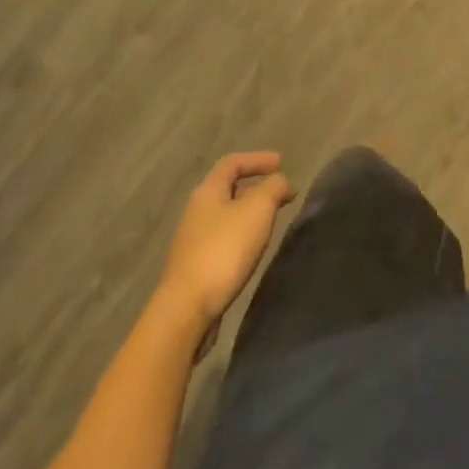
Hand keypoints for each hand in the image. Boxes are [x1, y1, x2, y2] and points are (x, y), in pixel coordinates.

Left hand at [156, 152, 295, 329]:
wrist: (186, 310)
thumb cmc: (224, 250)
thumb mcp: (258, 209)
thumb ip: (274, 187)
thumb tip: (282, 181)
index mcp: (208, 191)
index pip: (233, 162)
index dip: (258, 159)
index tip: (281, 163)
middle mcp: (197, 210)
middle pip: (228, 188)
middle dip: (256, 187)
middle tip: (280, 194)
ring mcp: (193, 240)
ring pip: (226, 215)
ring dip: (250, 213)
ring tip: (271, 221)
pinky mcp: (195, 266)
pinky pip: (223, 239)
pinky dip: (242, 235)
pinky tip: (252, 249)